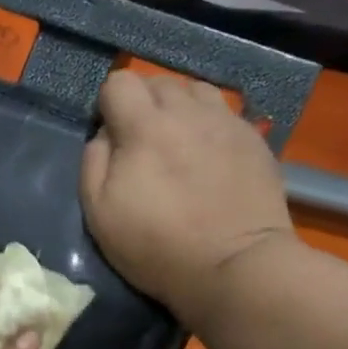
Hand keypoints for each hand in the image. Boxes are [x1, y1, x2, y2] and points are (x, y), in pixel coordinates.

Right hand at [80, 70, 292, 326]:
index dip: (108, 104)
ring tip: (177, 141)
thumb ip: (93, 161)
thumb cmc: (157, 245)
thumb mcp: (99, 212)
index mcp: (145, 126)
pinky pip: (224, 113)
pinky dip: (208, 125)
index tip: (110, 135)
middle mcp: (188, 112)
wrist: (235, 266)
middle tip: (142, 142)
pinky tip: (208, 156)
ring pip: (195, 91)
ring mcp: (226, 122)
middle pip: (158, 82)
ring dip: (179, 107)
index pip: (119, 81)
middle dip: (143, 103)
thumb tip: (104, 133)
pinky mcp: (254, 139)